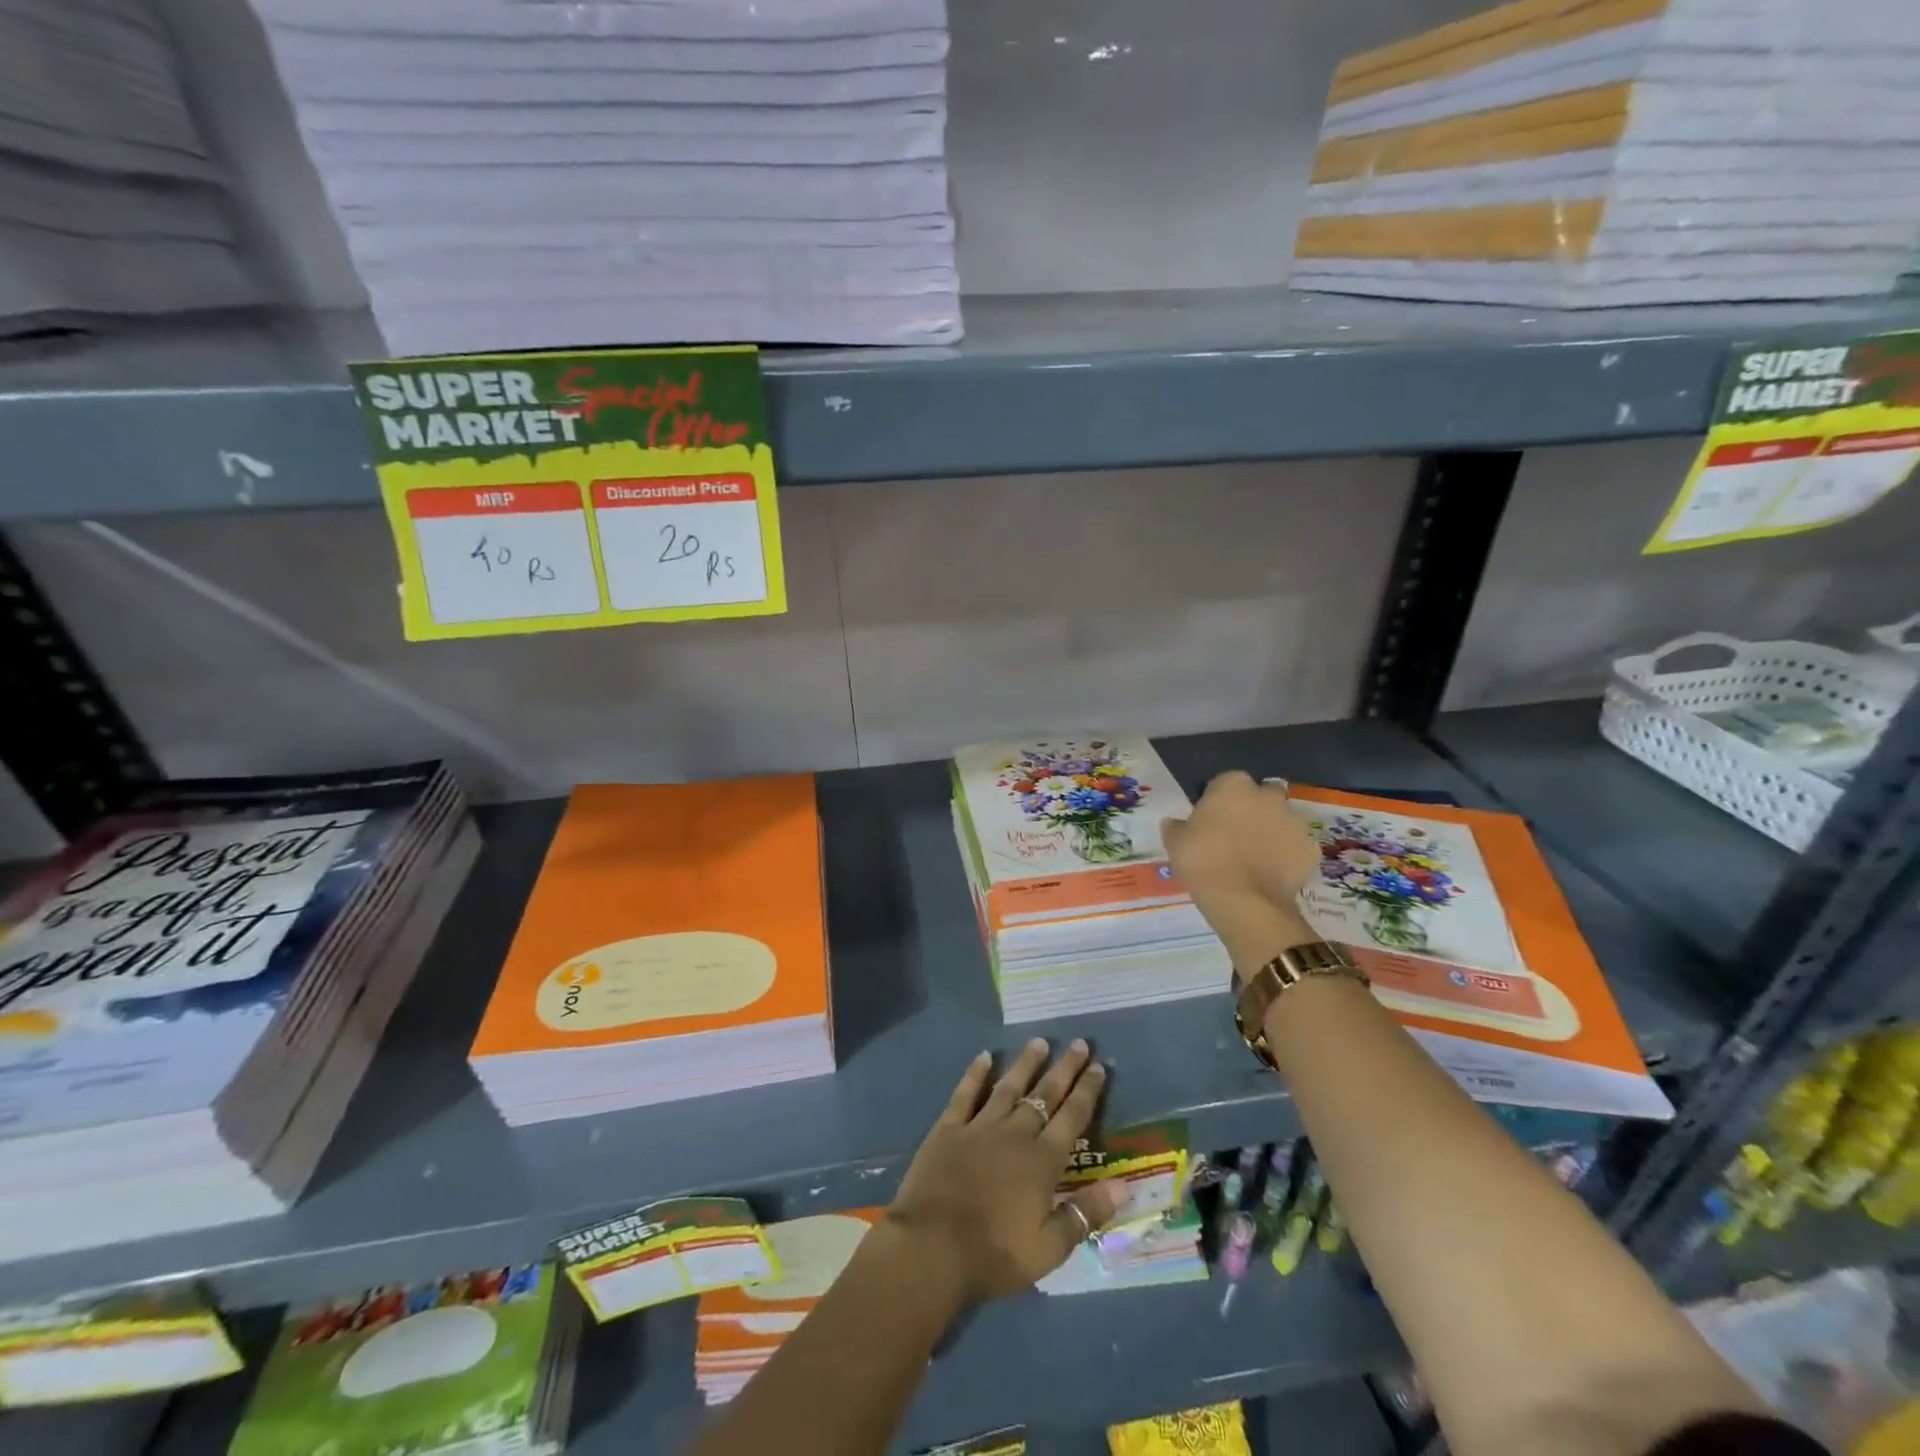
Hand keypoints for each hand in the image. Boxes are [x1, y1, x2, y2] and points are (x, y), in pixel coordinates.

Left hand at [885, 1039, 1120, 1304]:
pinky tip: (985, 1056)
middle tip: (1079, 1043)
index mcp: (1042, 1161)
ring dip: (1026, 1063)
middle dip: (1064, 1069)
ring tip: (1040, 1041)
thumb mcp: (1050, 1249)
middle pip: (1045, 1095)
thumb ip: (1086, 1214)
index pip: (1072, 1118)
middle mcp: (1015, 1134)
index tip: (1099, 1066)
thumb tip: (1124, 1186)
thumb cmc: (994, 1254)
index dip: (1087, 1091)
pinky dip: (976, 1073)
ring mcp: (979, 1127)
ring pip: (1009, 1087)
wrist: (932, 1248)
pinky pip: (966, 1093)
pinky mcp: (948, 1128)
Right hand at [1162, 772, 1321, 978]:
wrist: (1244, 900)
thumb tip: (1174, 823)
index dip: (1218, 800)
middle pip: (1261, 796)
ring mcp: (1294, 821)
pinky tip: (1272, 873)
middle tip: (1236, 835)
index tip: (1210, 820)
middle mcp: (1268, 796)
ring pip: (1282, 820)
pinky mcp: (1311, 849)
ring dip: (1272, 831)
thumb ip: (1176, 827)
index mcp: (1233, 785)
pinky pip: (1296, 847)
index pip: (1225, 782)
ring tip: (1256, 858)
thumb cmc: (1203, 861)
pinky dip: (1288, 855)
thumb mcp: (1175, 842)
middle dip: (1253, 809)